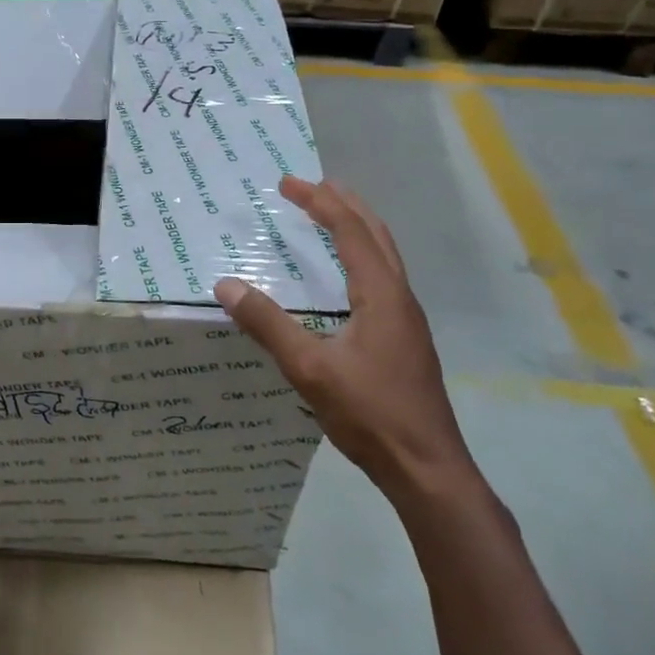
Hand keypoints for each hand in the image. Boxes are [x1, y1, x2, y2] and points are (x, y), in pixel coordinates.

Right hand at [214, 176, 475, 501]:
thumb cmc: (371, 414)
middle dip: (344, 204)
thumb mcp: (310, 369)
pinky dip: (360, 257)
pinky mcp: (405, 341)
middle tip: (312, 186)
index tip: (287, 184)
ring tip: (330, 216)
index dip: (319, 203)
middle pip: (376, 235)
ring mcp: (407, 321)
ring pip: (384, 257)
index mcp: (382, 295)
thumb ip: (268, 325)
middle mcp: (400, 299)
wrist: (429, 470)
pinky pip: (382, 279)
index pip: (350, 232)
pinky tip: (345, 278)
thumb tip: (226, 286)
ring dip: (356, 228)